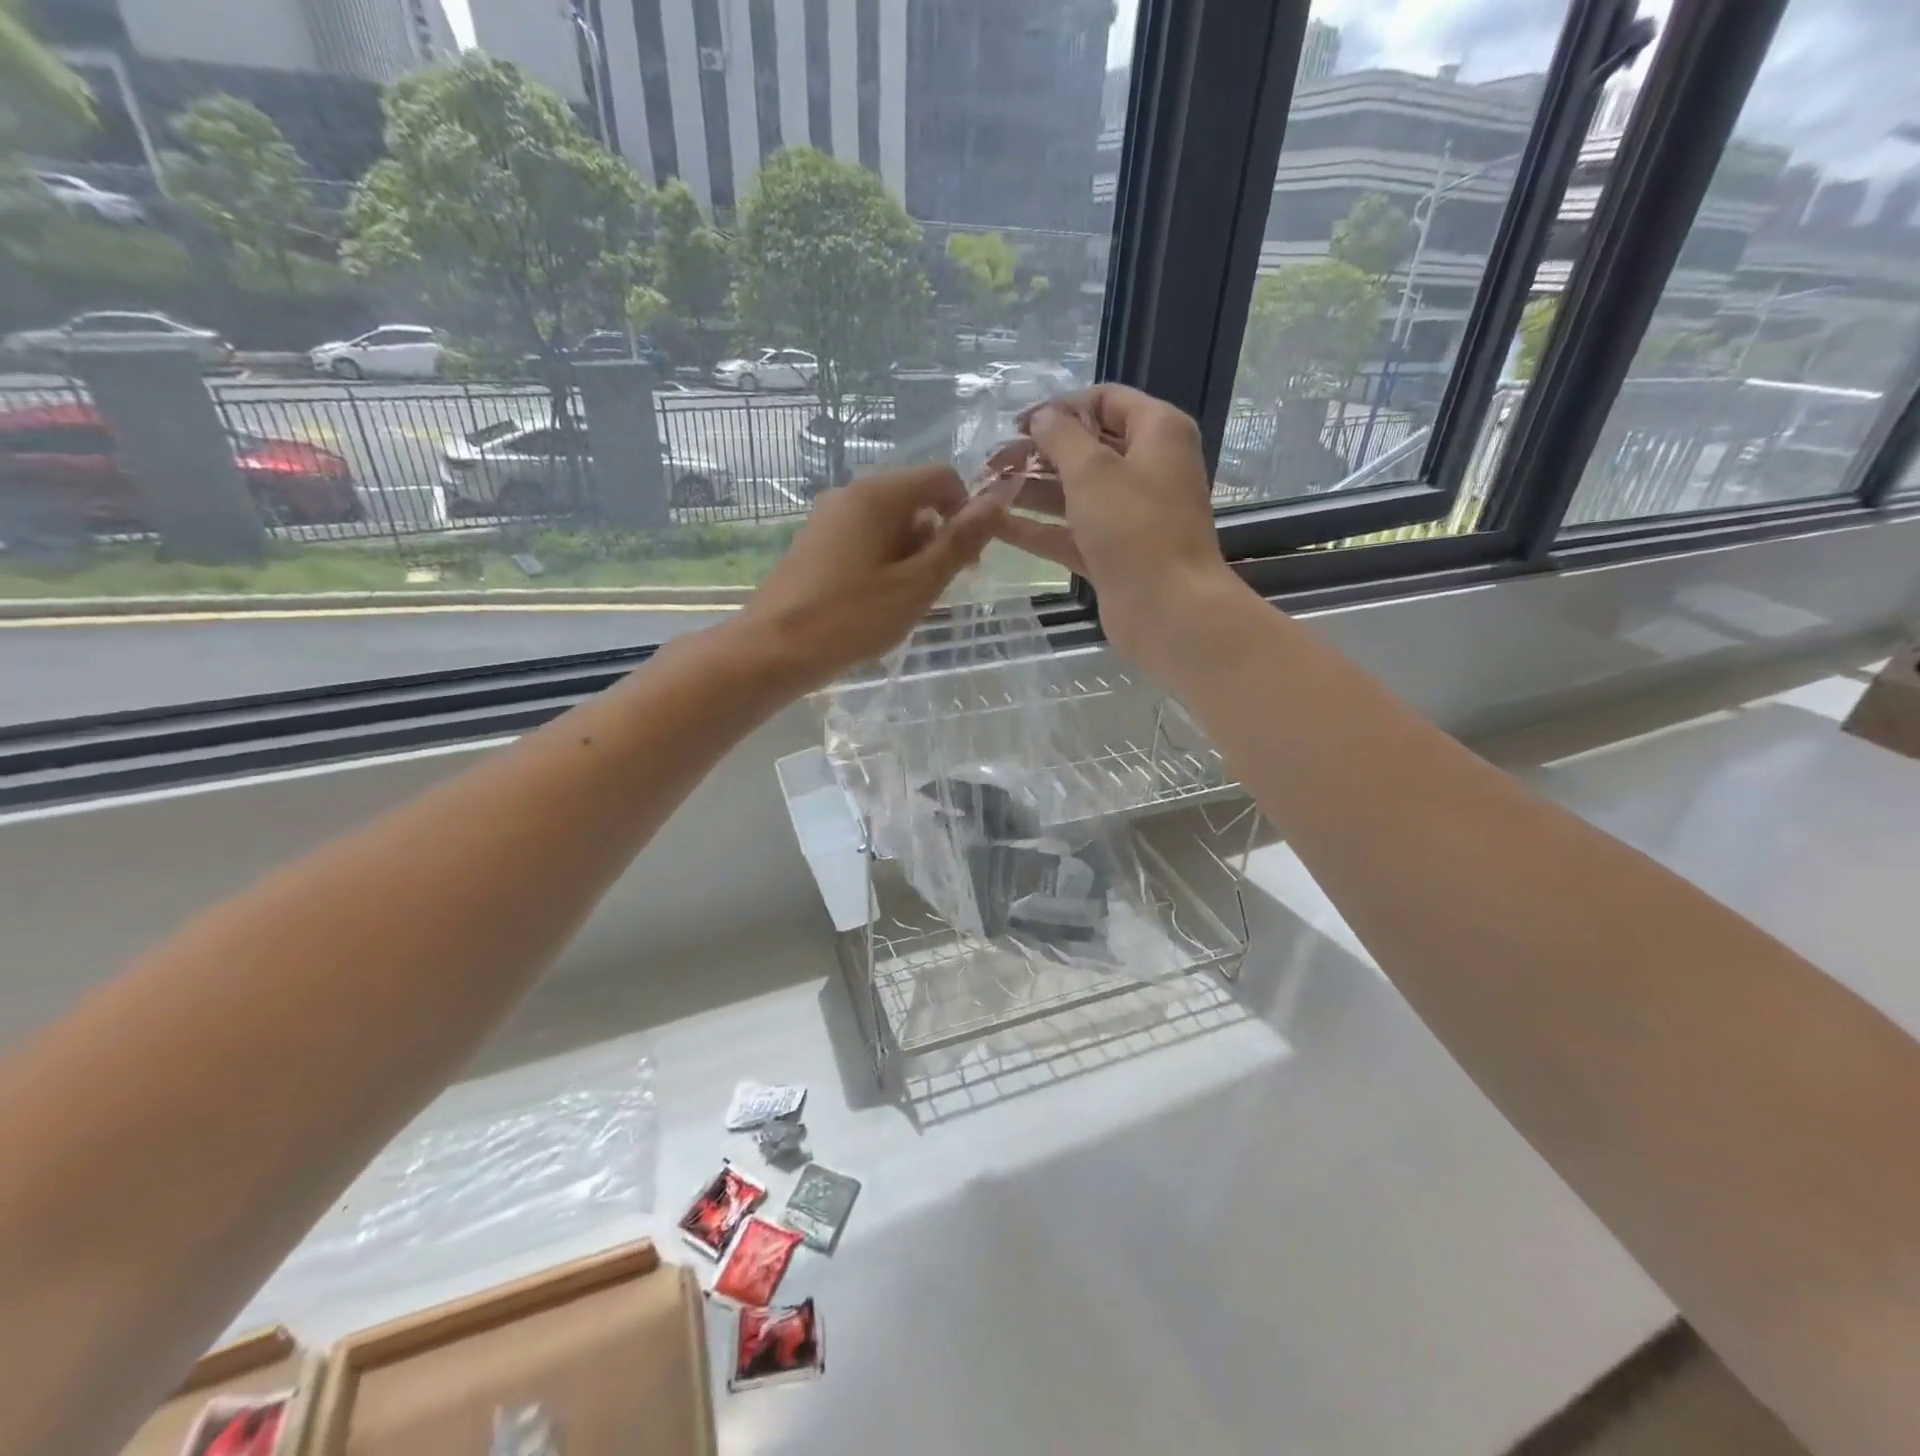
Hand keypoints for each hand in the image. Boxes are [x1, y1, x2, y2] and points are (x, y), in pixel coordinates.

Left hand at [740, 463, 1005, 689]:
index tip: (967, 562)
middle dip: (936, 540)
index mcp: (877, 494)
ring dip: (911, 557)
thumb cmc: (851, 618)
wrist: (773, 651)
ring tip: (902, 603)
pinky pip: (865, 541)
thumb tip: (999, 500)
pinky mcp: (815, 544)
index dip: (966, 513)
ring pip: (890, 524)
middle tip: (933, 591)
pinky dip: (884, 564)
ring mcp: (828, 519)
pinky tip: (875, 603)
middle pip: (915, 500)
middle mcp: (850, 494)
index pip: (942, 478)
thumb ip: (960, 541)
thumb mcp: (917, 584)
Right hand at [993, 385, 1243, 669]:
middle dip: (1037, 453)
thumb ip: (1061, 436)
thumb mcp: (1093, 470)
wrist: (1168, 610)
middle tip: (991, 461)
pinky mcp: (1112, 554)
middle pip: (1085, 448)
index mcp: (1157, 433)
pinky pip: (1070, 532)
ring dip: (1030, 490)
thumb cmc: (1135, 528)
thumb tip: (1042, 418)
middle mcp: (1146, 468)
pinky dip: (1037, 528)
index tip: (1016, 424)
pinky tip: (995, 526)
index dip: (1059, 408)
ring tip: (984, 490)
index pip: (1104, 401)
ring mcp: (1129, 515)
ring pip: (1074, 493)